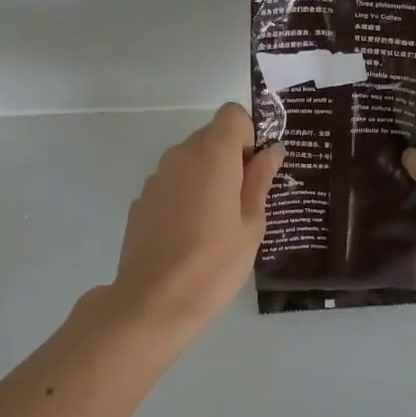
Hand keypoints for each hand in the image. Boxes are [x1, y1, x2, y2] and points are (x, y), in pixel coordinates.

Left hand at [106, 103, 284, 335]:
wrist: (153, 302)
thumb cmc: (215, 262)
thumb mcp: (252, 223)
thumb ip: (261, 179)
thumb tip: (273, 150)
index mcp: (212, 153)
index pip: (232, 114)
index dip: (248, 135)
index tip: (254, 171)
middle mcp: (180, 154)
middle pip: (211, 136)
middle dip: (231, 158)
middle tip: (244, 203)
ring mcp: (156, 177)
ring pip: (190, 161)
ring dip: (207, 177)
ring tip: (217, 223)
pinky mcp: (142, 200)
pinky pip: (172, 184)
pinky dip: (185, 196)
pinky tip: (190, 235)